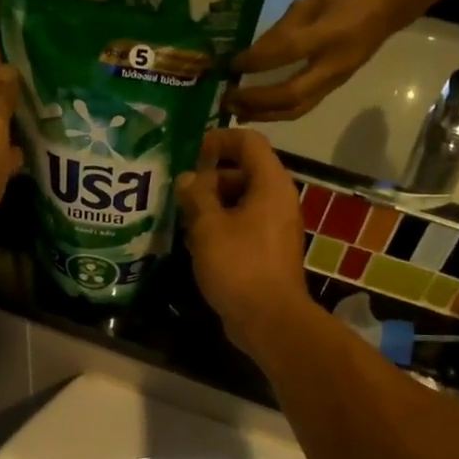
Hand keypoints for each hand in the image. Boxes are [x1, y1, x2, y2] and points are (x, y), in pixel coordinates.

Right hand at [177, 128, 315, 357]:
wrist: (269, 319)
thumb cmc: (239, 265)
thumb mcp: (208, 226)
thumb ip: (196, 196)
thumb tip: (188, 178)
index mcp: (270, 185)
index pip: (249, 142)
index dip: (220, 139)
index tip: (192, 151)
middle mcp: (278, 200)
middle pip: (244, 172)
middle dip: (210, 177)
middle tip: (180, 191)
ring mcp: (276, 228)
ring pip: (242, 202)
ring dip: (212, 205)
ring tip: (182, 217)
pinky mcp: (268, 251)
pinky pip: (244, 226)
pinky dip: (221, 227)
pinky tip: (195, 243)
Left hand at [227, 0, 403, 121]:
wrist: (386, 8)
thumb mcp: (311, 0)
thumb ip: (282, 28)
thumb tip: (251, 55)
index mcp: (331, 34)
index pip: (287, 51)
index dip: (256, 60)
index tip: (232, 65)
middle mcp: (333, 65)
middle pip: (290, 94)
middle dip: (256, 100)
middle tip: (228, 98)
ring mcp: (335, 82)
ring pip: (296, 109)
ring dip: (263, 114)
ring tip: (237, 111)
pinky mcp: (333, 90)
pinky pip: (301, 108)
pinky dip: (276, 113)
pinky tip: (256, 112)